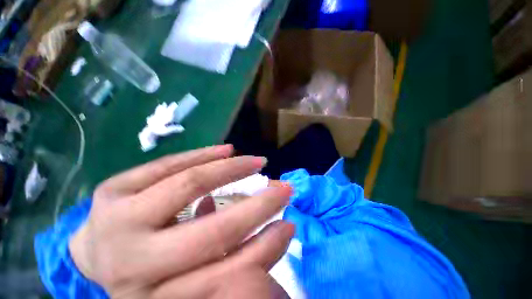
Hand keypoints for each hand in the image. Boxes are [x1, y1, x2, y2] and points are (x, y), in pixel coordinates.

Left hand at [69, 145, 293, 297]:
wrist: (100, 252)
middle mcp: (132, 267)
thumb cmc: (152, 269)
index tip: (290, 224)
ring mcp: (114, 221)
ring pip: (189, 184)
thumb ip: (236, 256)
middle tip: (284, 189)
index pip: (226, 277)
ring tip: (258, 162)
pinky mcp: (112, 190)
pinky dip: (203, 155)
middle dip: (259, 207)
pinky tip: (227, 150)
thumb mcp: (195, 275)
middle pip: (212, 232)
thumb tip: (279, 231)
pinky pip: (168, 165)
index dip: (265, 249)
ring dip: (232, 170)